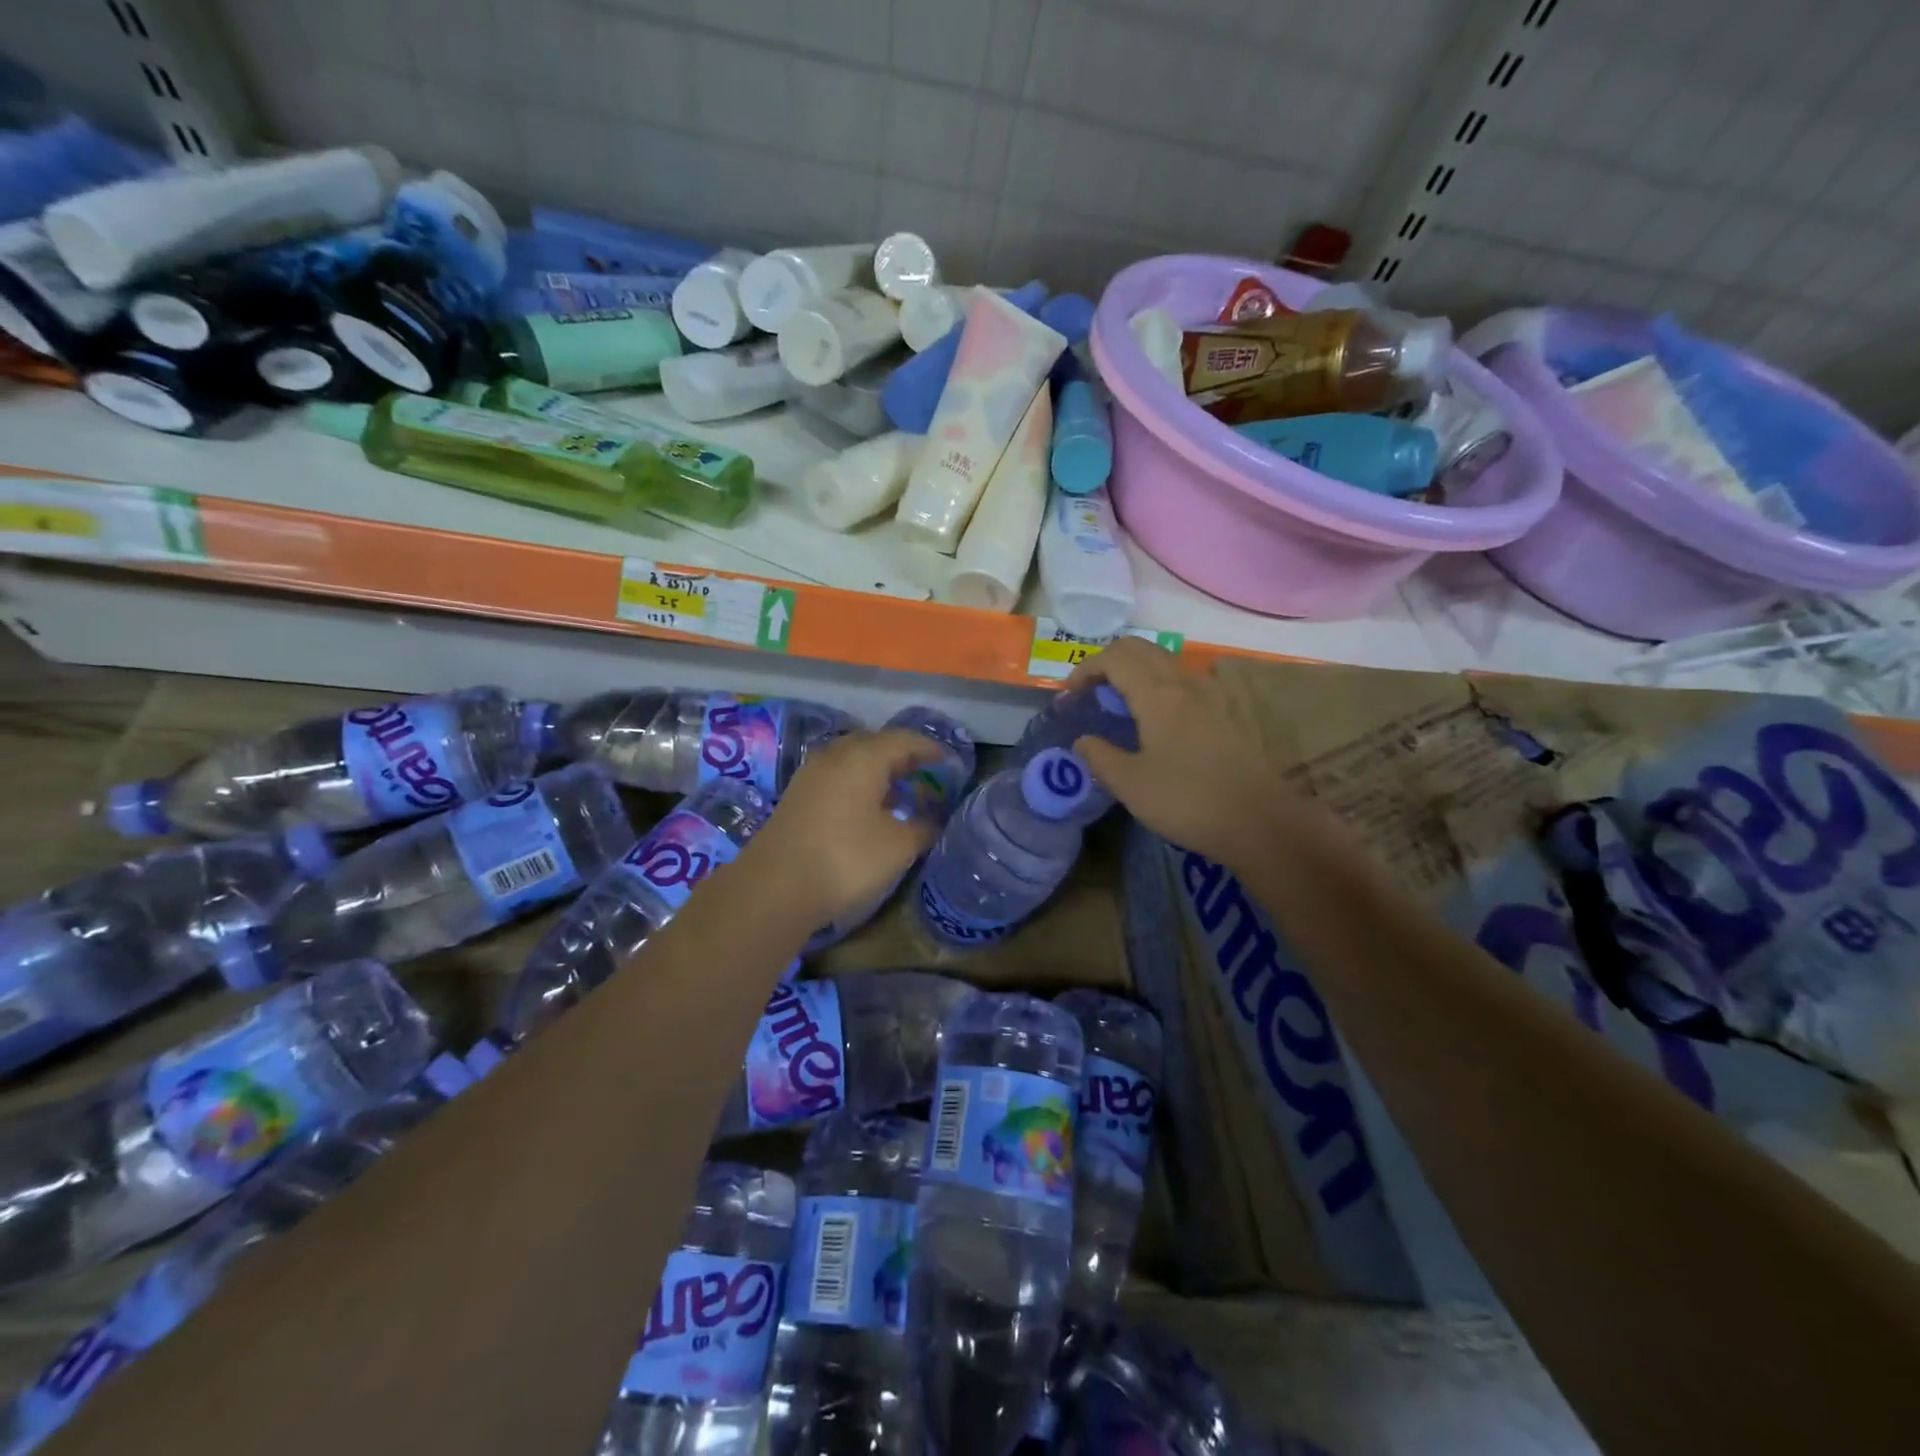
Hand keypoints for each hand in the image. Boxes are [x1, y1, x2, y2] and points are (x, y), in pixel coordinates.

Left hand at [739, 728, 944, 926]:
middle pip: (875, 744)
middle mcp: (835, 755)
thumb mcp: (898, 846)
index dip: (930, 749)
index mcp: (864, 757)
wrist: (775, 887)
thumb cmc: (846, 858)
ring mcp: (811, 774)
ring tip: (900, 791)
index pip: (905, 740)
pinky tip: (868, 808)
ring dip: (878, 770)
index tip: (949, 762)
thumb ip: (923, 828)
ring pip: (852, 760)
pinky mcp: (797, 796)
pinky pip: (836, 777)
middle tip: (925, 774)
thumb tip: (934, 821)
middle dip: (902, 756)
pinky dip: (857, 784)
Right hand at [1065, 639, 1300, 870]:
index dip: (1084, 669)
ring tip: (1120, 706)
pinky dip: (1160, 686)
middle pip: (1141, 649)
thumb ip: (1099, 757)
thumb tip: (1082, 741)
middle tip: (1090, 694)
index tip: (1069, 697)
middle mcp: (1186, 684)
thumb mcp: (1130, 784)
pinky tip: (1158, 722)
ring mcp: (1212, 696)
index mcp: (1158, 694)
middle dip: (1108, 662)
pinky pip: (1185, 683)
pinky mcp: (1227, 714)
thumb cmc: (1187, 801)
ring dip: (1136, 672)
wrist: (1261, 823)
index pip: (1114, 657)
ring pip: (1166, 663)